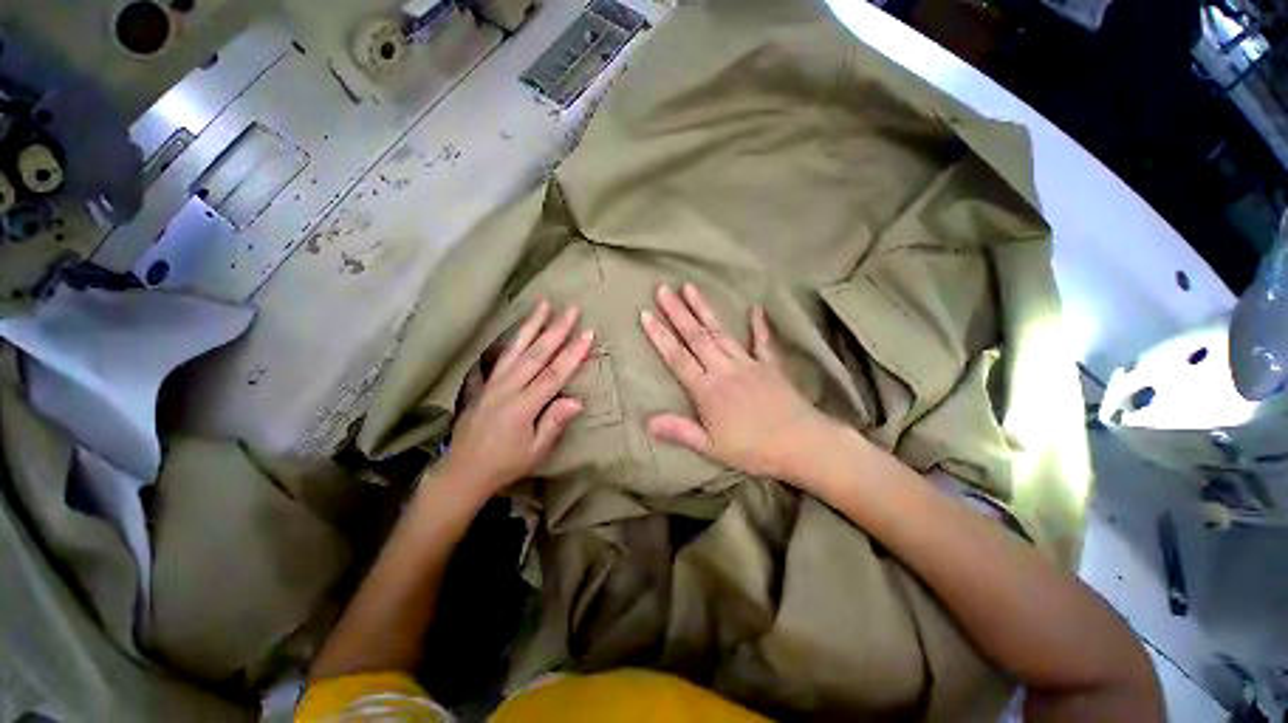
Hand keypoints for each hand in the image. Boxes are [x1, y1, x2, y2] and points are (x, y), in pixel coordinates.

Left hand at [440, 300, 594, 496]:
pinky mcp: (484, 383)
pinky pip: (501, 355)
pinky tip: (520, 327)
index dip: (573, 353)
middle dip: (556, 330)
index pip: (554, 374)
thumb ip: (554, 423)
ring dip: (532, 324)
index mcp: (523, 406)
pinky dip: (513, 338)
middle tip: (572, 310)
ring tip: (544, 304)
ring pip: (516, 348)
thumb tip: (577, 400)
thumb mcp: (535, 451)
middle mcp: (508, 388)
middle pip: (536, 354)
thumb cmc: (505, 463)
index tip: (588, 333)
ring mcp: (493, 382)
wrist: (462, 470)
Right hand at [640, 283, 839, 481]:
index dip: (659, 336)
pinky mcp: (770, 364)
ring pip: (720, 331)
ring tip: (690, 287)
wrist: (801, 444)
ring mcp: (748, 363)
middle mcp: (724, 369)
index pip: (677, 357)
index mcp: (707, 389)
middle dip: (676, 312)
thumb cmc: (753, 450)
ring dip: (704, 309)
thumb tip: (648, 422)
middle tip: (662, 289)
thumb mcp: (711, 447)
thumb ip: (680, 431)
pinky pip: (762, 341)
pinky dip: (759, 325)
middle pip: (696, 336)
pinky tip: (756, 308)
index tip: (645, 314)